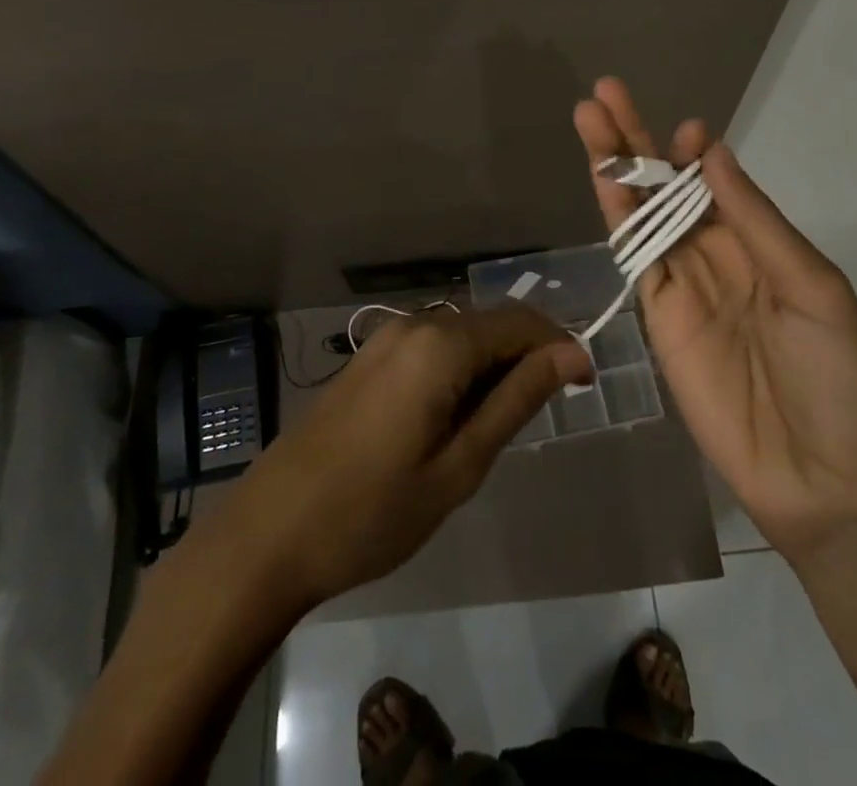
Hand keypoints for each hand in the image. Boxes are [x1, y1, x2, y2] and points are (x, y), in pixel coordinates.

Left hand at [216, 306, 592, 611]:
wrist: (270, 533)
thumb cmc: (373, 511)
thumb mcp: (459, 465)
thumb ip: (516, 400)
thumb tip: (570, 356)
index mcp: (440, 345)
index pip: (520, 323)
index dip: (559, 346)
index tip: (586, 385)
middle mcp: (414, 325)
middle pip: (490, 323)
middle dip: (528, 355)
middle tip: (548, 411)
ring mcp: (385, 339)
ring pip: (461, 335)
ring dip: (493, 364)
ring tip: (503, 423)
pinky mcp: (368, 359)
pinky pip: (431, 348)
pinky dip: (460, 370)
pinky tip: (457, 416)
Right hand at [574, 78, 856, 563]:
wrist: (824, 479)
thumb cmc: (839, 379)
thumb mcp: (813, 288)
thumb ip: (755, 220)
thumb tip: (713, 151)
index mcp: (761, 243)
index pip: (714, 182)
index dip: (694, 152)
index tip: (685, 128)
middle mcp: (717, 254)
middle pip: (666, 187)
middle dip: (636, 141)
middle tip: (604, 92)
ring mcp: (683, 285)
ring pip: (641, 213)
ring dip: (615, 167)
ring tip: (588, 118)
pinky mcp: (658, 319)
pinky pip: (634, 259)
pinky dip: (616, 218)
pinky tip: (603, 182)